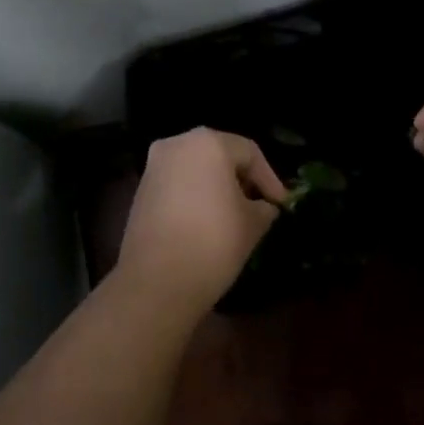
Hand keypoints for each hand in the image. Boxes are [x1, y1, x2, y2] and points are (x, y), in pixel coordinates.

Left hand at [117, 128, 286, 315]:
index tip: (281, 204)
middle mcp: (178, 144)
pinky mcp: (141, 189)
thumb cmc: (213, 242)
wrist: (157, 282)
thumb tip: (264, 206)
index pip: (249, 153)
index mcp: (208, 142)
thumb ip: (264, 207)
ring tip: (235, 214)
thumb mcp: (253, 224)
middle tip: (260, 204)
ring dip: (217, 186)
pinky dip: (195, 194)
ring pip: (196, 168)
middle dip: (242, 179)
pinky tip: (207, 220)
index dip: (269, 178)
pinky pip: (177, 183)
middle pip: (220, 154)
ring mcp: (154, 166)